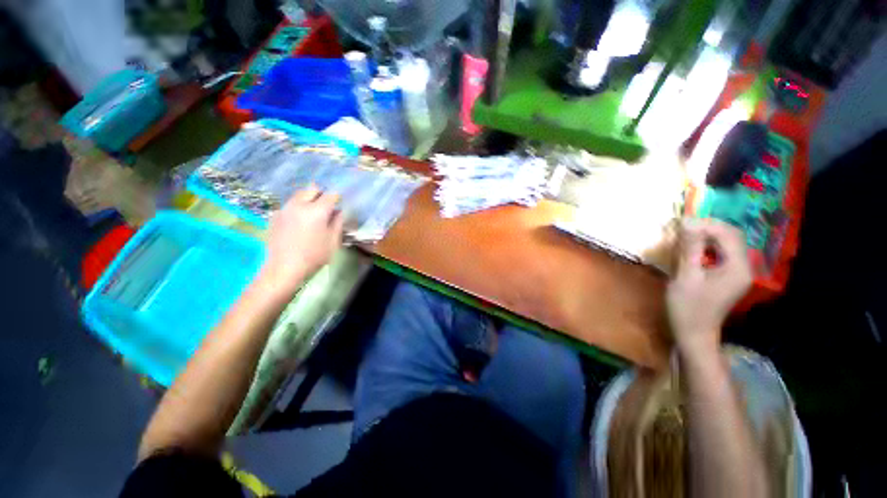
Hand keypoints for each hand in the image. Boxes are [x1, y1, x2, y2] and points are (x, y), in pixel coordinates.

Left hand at [259, 186, 343, 295]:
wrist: (284, 268)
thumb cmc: (314, 256)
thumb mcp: (333, 241)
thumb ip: (338, 223)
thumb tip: (338, 212)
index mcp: (317, 211)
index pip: (330, 195)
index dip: (337, 198)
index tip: (339, 204)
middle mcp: (299, 205)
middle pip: (311, 189)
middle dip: (321, 194)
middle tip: (325, 207)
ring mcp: (284, 209)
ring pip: (298, 195)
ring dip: (307, 199)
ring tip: (311, 214)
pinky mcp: (274, 216)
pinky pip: (289, 205)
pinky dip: (296, 208)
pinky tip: (298, 223)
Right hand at [666, 218, 751, 354]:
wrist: (694, 333)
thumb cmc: (688, 307)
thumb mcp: (686, 276)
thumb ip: (690, 248)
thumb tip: (688, 221)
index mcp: (737, 268)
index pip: (729, 234)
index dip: (707, 224)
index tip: (682, 223)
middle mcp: (744, 267)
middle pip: (732, 236)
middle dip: (708, 228)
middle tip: (682, 228)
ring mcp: (738, 272)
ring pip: (727, 243)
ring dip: (707, 236)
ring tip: (684, 236)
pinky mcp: (730, 276)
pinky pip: (722, 253)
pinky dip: (708, 246)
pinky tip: (692, 250)